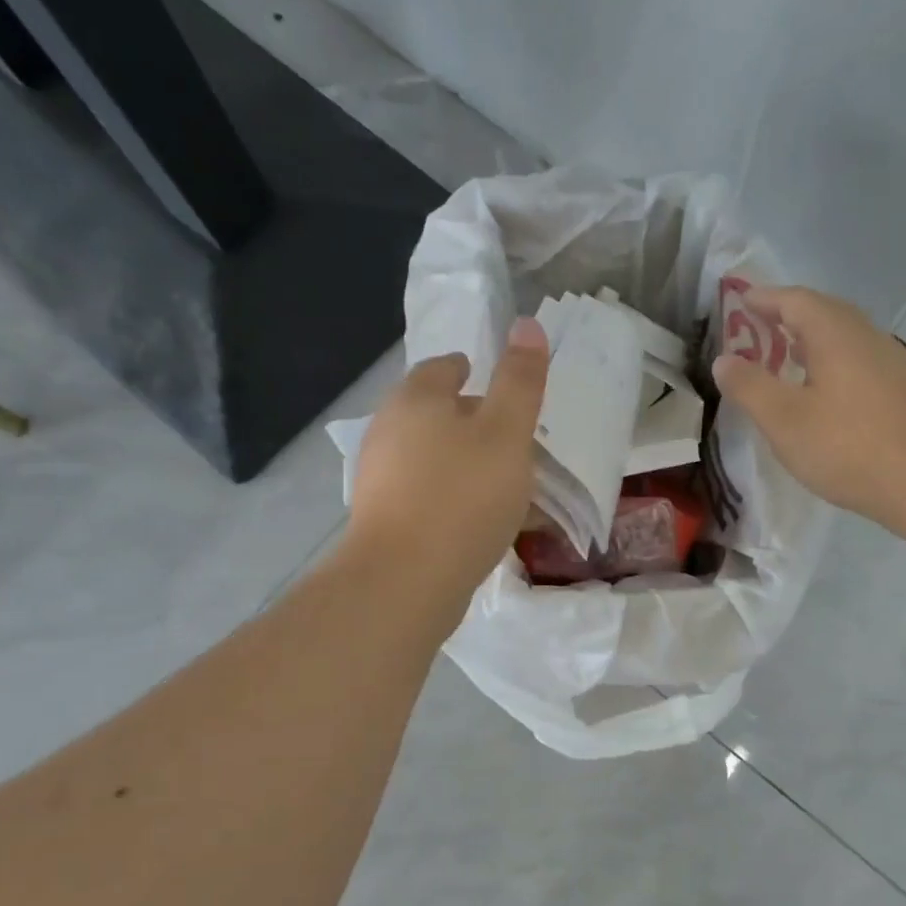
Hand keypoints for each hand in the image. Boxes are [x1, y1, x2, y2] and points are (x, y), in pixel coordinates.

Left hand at [346, 317, 550, 601]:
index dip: (472, 371)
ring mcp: (379, 477)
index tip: (499, 390)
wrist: (405, 581)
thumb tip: (526, 324)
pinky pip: (425, 493)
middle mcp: (388, 430)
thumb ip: (519, 381)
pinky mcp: (381, 519)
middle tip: (510, 437)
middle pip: (433, 412)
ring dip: (461, 461)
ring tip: (501, 482)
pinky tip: (475, 519)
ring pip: (429, 456)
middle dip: (470, 419)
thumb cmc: (463, 496)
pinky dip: (450, 495)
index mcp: (416, 399)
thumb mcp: (506, 433)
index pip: (443, 368)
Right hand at [711, 284, 905, 535]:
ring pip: (845, 338)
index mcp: (836, 334)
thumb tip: (724, 359)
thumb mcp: (785, 421)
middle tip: (756, 330)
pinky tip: (824, 394)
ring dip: (811, 341)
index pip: (794, 300)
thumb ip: (750, 387)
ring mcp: (894, 362)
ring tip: (784, 360)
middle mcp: (868, 337)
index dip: (763, 298)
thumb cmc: (851, 448)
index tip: (738, 302)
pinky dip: (832, 364)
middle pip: (823, 312)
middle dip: (787, 316)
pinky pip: (860, 361)